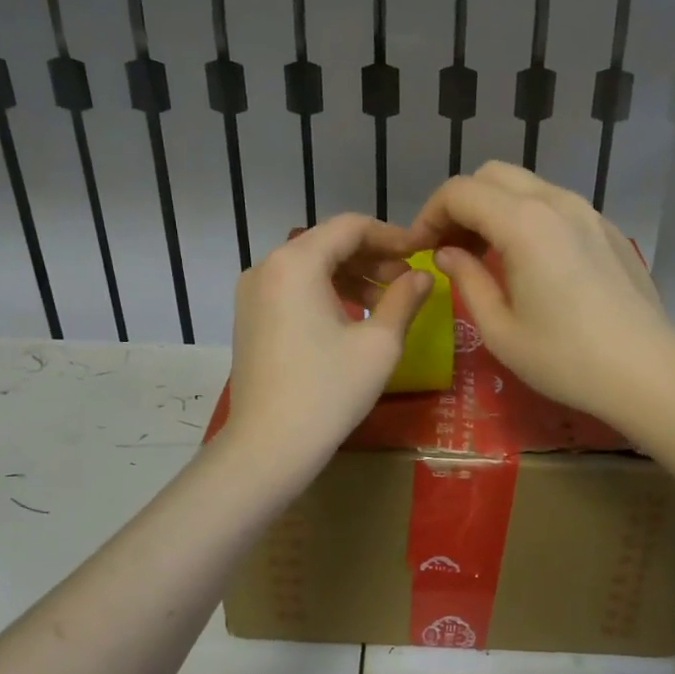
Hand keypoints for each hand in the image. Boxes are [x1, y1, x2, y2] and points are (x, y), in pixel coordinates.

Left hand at [222, 215, 430, 470]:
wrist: (268, 446)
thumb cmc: (329, 391)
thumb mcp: (380, 344)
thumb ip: (404, 299)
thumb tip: (424, 276)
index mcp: (297, 263)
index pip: (350, 227)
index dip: (391, 236)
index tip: (421, 254)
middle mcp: (267, 266)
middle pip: (327, 243)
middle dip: (372, 257)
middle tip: (408, 281)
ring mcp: (252, 292)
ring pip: (310, 266)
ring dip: (351, 276)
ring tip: (386, 302)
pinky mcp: (249, 317)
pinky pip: (293, 288)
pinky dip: (326, 292)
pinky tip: (353, 317)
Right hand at [403, 163, 674, 430]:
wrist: (647, 371)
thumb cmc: (566, 359)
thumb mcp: (500, 330)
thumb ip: (466, 280)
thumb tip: (447, 254)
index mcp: (524, 224)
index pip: (460, 192)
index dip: (429, 215)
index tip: (419, 249)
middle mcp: (556, 202)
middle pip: (492, 176)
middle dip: (460, 205)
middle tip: (448, 249)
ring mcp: (587, 211)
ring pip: (525, 186)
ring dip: (494, 209)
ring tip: (483, 255)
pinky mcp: (606, 228)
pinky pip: (554, 205)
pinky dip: (526, 217)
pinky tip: (527, 261)